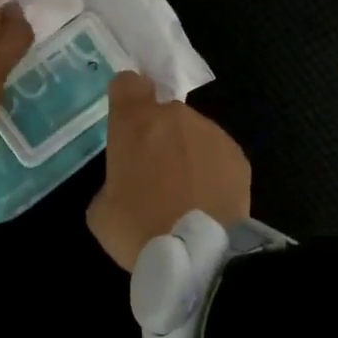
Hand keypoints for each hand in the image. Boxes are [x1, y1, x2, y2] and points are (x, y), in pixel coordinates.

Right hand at [87, 72, 250, 269]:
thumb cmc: (139, 228)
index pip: (127, 83)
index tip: (124, 120)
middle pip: (161, 112)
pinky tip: (206, 201)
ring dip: (184, 152)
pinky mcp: (236, 154)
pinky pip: (215, 154)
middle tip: (152, 172)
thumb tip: (125, 184)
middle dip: (155, 134)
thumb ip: (110, 181)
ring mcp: (209, 132)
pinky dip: (209, 170)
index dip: (124, 98)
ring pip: (191, 133)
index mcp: (134, 122)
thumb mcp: (100, 211)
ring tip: (184, 193)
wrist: (200, 254)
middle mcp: (173, 115)